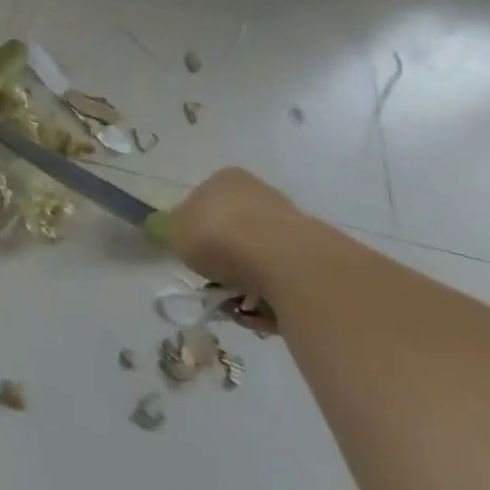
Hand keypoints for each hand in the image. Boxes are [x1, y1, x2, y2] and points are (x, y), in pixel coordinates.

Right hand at [166, 166, 302, 317]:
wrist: (284, 262)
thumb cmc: (218, 236)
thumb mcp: (175, 232)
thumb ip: (176, 233)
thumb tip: (182, 237)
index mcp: (225, 179)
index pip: (203, 201)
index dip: (194, 230)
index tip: (192, 254)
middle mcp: (258, 192)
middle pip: (233, 229)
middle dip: (224, 258)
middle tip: (213, 282)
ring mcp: (290, 222)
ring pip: (258, 256)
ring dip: (246, 280)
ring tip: (238, 303)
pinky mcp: (314, 255)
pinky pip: (282, 278)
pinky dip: (271, 294)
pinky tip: (262, 310)